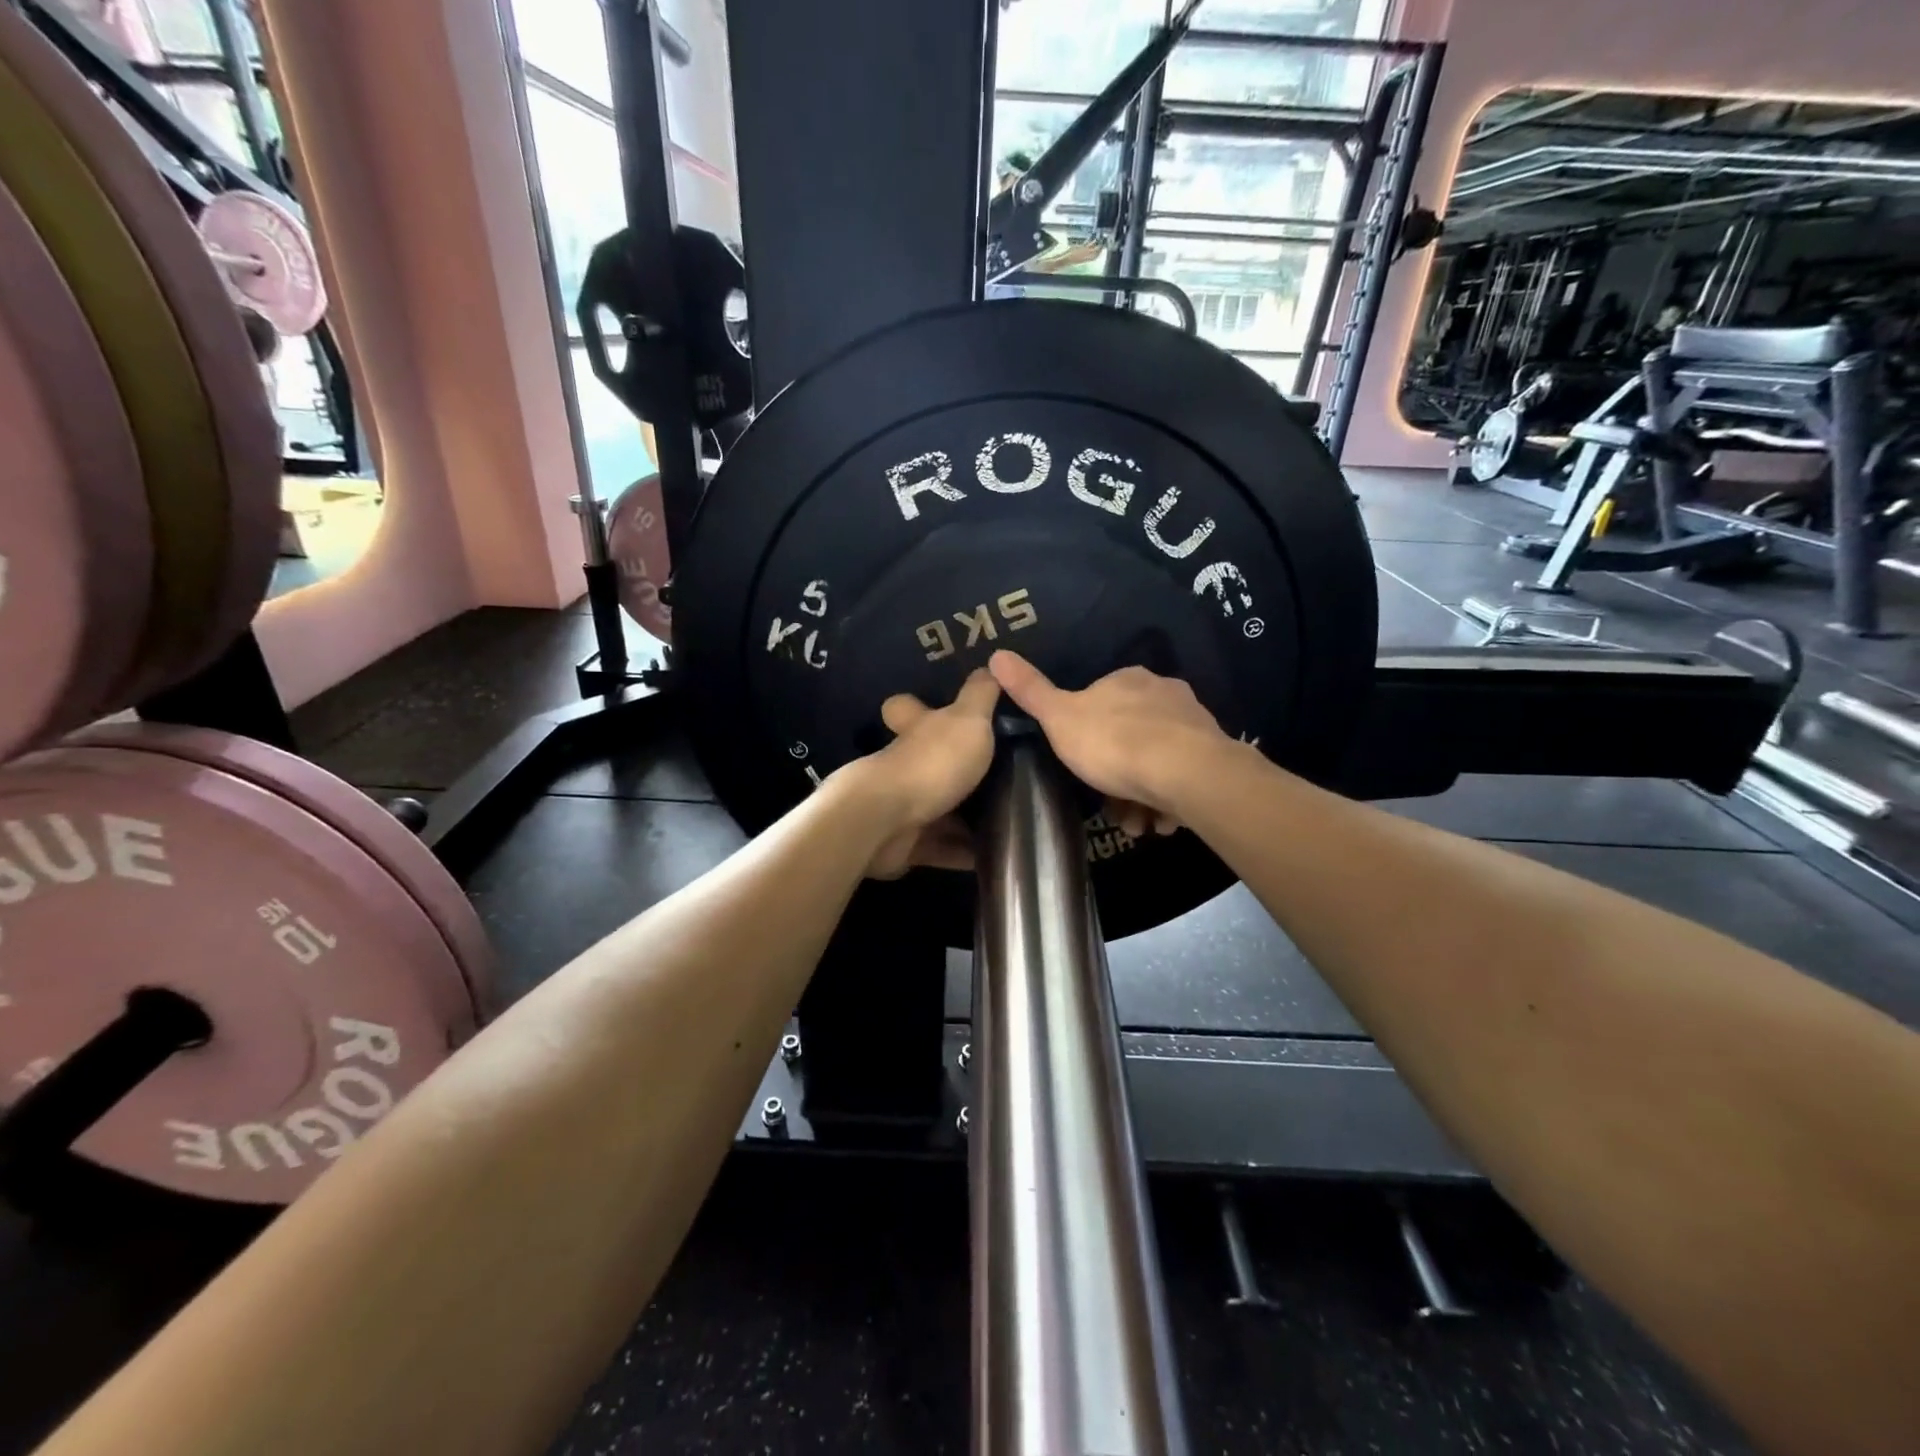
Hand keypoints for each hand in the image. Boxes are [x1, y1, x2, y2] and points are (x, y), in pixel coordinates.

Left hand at [848, 668, 1000, 877]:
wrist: (887, 823)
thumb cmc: (931, 763)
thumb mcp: (968, 720)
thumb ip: (981, 695)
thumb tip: (991, 665)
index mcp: (916, 730)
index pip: (906, 708)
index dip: (917, 706)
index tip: (940, 709)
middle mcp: (905, 765)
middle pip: (925, 761)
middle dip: (954, 769)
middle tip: (999, 773)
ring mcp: (903, 806)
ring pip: (939, 807)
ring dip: (967, 816)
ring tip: (1011, 817)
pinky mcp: (907, 844)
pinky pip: (943, 848)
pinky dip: (965, 853)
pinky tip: (996, 854)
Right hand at [988, 651, 1231, 825]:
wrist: (1186, 773)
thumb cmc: (1114, 743)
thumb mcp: (1059, 719)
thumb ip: (1031, 690)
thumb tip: (996, 654)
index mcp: (1127, 679)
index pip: (1101, 699)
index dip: (1088, 734)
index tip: (1082, 763)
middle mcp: (1164, 692)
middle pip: (1131, 733)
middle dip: (1118, 771)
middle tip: (1108, 804)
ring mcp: (1193, 722)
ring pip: (1158, 759)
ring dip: (1143, 793)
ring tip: (1135, 823)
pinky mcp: (1215, 754)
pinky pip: (1184, 778)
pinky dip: (1169, 800)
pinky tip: (1160, 821)